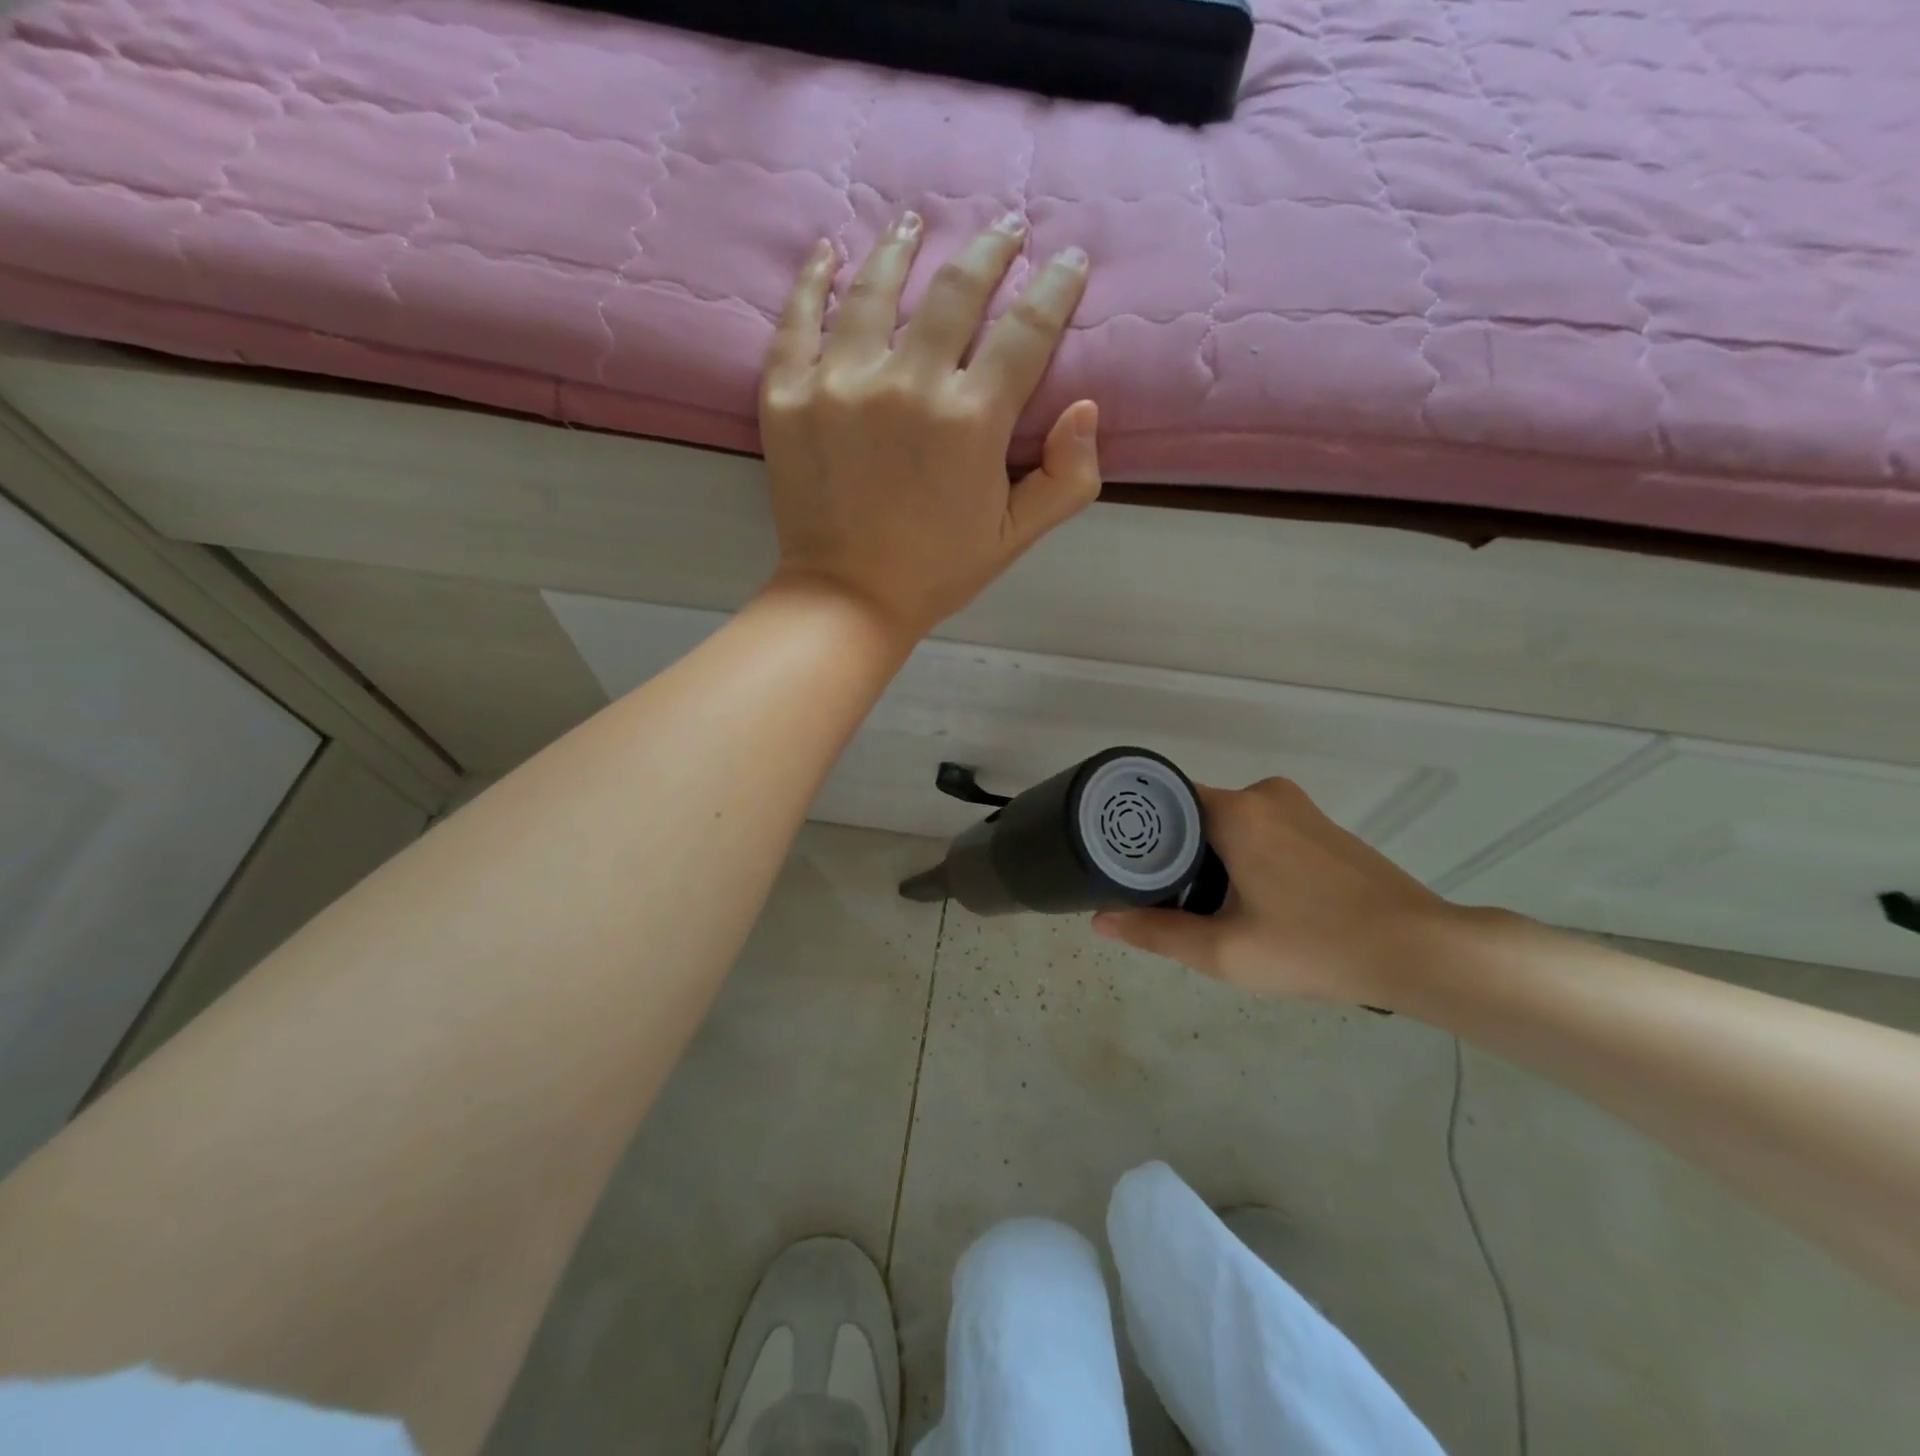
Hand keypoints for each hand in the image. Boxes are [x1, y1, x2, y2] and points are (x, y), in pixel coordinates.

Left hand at [757, 212, 1100, 643]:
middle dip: (989, 250)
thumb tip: (1087, 408)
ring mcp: (838, 384)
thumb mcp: (1016, 536)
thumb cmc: (938, 570)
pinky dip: (814, 279)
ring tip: (915, 222)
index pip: (1025, 330)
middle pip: (955, 291)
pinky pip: (798, 319)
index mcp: (970, 421)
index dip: (1054, 288)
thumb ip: (1066, 478)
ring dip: (902, 247)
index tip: (1068, 261)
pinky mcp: (787, 395)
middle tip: (1004, 229)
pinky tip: (830, 253)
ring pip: (874, 289)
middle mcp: (906, 385)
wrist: (848, 598)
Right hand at [1092, 777, 1478, 1007]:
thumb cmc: (1314, 946)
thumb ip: (1156, 933)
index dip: (1140, 832)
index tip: (1124, 865)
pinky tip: (1254, 900)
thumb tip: (1099, 920)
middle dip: (1177, 854)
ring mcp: (1298, 807)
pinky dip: (1245, 856)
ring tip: (1206, 907)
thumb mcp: (1224, 951)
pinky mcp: (1321, 826)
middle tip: (1164, 900)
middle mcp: (1265, 794)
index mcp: (1237, 810)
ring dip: (1212, 858)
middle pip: (1196, 815)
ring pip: (1230, 824)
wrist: (1418, 950)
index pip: (1165, 802)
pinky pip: (1262, 830)